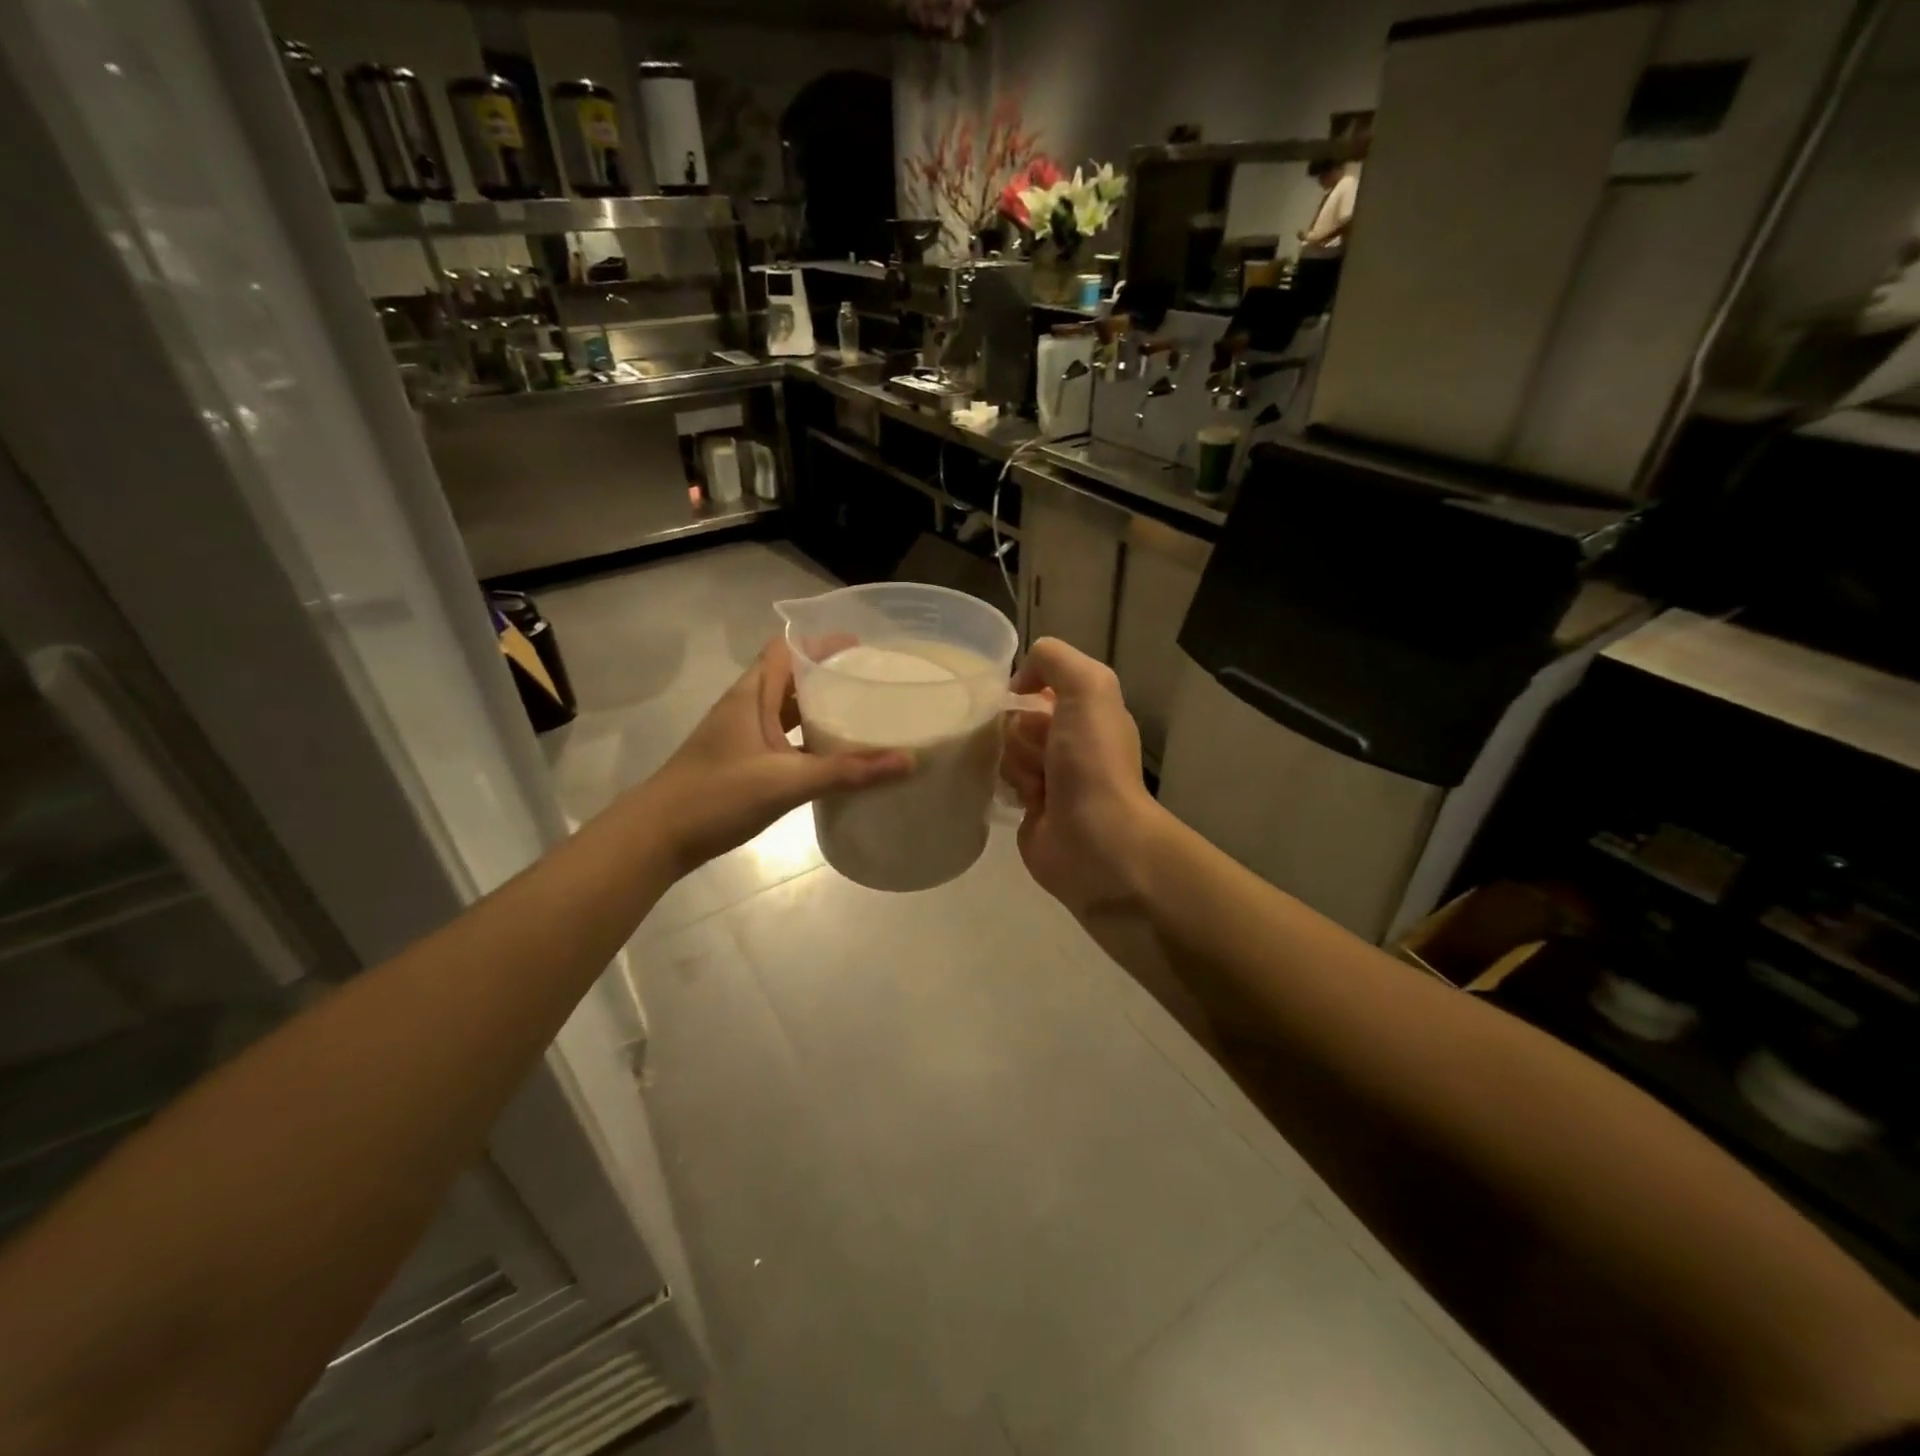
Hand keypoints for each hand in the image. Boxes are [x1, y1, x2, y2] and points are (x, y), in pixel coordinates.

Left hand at [643, 639, 909, 871]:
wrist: (656, 837)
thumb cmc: (716, 796)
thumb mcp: (786, 781)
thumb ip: (847, 772)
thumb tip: (908, 760)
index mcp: (751, 695)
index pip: (786, 650)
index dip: (822, 642)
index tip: (863, 647)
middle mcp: (746, 708)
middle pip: (791, 678)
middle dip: (829, 675)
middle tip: (873, 682)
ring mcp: (743, 737)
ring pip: (786, 711)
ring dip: (819, 709)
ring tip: (863, 714)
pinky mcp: (743, 763)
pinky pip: (784, 740)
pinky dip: (808, 741)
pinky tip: (835, 757)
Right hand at [1000, 638, 1168, 919]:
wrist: (1095, 840)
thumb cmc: (1092, 761)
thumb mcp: (1087, 687)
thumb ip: (1055, 659)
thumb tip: (1020, 681)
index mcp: (1088, 710)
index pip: (1041, 682)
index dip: (1026, 688)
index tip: (1020, 702)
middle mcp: (1069, 739)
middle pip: (1017, 716)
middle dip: (1019, 731)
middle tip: (1040, 753)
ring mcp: (1049, 775)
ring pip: (1005, 749)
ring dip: (1014, 762)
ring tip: (1036, 785)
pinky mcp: (1028, 808)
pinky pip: (999, 781)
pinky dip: (1005, 786)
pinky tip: (1021, 800)